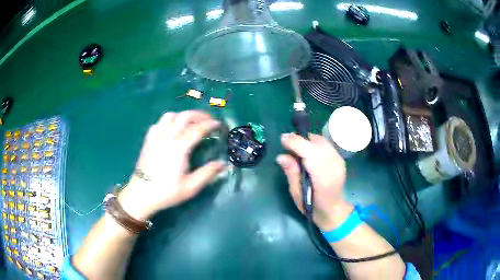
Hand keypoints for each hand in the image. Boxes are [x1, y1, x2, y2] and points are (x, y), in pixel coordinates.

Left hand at [118, 111, 225, 220]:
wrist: (141, 194)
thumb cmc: (166, 192)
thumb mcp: (191, 187)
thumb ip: (208, 173)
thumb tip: (224, 164)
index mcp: (179, 147)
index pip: (197, 129)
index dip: (210, 124)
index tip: (219, 124)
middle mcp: (167, 137)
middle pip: (184, 116)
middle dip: (199, 115)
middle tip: (209, 119)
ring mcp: (156, 136)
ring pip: (171, 115)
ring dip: (184, 115)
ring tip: (191, 122)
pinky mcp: (148, 139)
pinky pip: (159, 122)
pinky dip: (169, 120)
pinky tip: (172, 128)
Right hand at [277, 133, 352, 230]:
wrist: (333, 209)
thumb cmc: (312, 206)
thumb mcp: (296, 194)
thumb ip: (291, 173)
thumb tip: (281, 156)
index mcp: (322, 179)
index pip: (310, 153)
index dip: (296, 143)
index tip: (282, 139)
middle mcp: (333, 167)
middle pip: (317, 144)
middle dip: (300, 139)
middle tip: (287, 144)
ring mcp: (339, 162)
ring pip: (322, 141)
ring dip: (308, 140)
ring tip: (297, 147)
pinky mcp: (341, 159)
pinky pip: (326, 144)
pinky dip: (315, 143)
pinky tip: (309, 150)